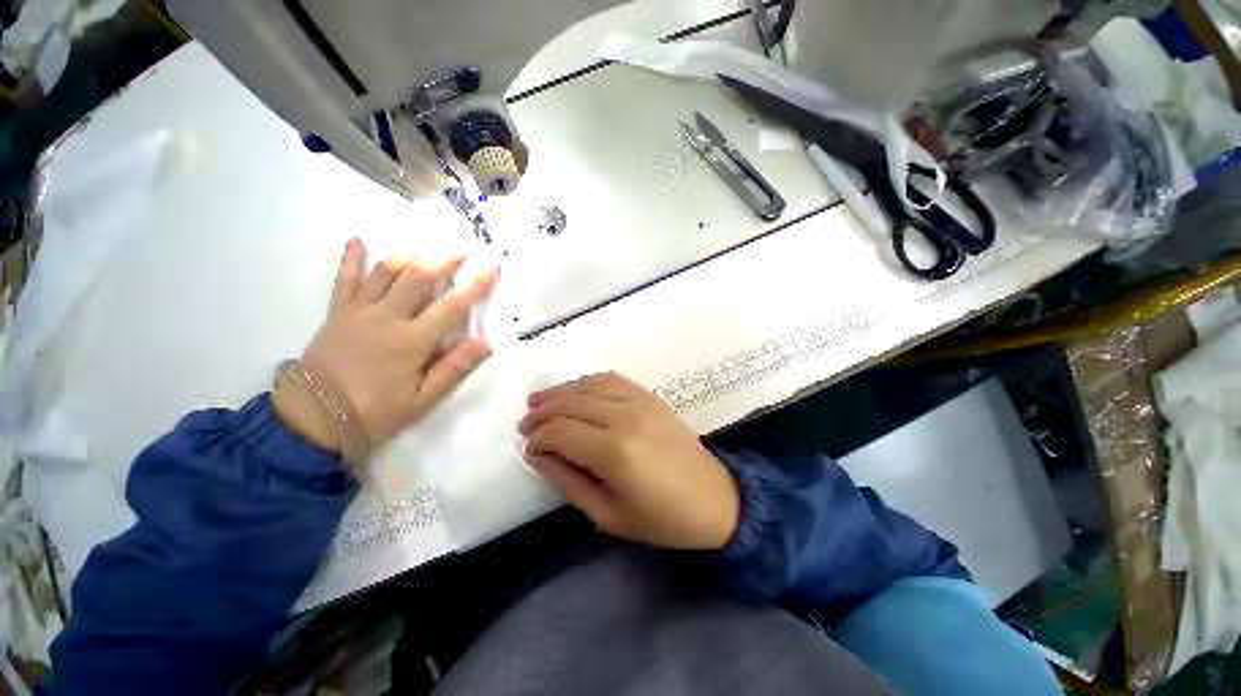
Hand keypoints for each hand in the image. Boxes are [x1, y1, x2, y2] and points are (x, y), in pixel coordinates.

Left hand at [274, 237, 497, 453]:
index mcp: (410, 341)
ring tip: (427, 249)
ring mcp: (357, 312)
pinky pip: (344, 280)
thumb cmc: (374, 413)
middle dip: (442, 260)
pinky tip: (358, 240)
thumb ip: (453, 369)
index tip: (491, 269)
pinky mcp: (336, 313)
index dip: (474, 286)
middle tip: (461, 251)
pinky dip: (351, 259)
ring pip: (385, 272)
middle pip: (417, 278)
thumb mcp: (422, 400)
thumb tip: (485, 344)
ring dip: (409, 255)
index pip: (451, 306)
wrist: (312, 420)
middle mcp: (385, 318)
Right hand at [517, 372, 739, 549]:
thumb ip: (568, 481)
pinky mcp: (651, 397)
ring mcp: (641, 401)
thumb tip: (537, 455)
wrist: (715, 499)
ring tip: (540, 400)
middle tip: (525, 423)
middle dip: (542, 411)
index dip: (537, 438)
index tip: (528, 448)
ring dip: (561, 391)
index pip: (560, 431)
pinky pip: (612, 379)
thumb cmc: (661, 519)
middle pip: (571, 403)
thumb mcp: (608, 515)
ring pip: (589, 385)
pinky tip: (576, 391)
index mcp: (615, 452)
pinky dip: (588, 382)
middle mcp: (625, 417)